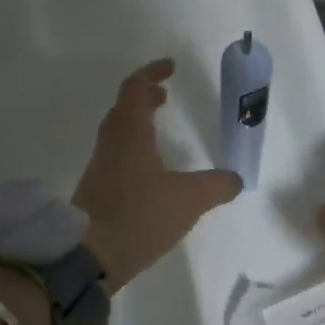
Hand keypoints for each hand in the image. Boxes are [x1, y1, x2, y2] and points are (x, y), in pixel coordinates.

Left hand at [73, 59, 242, 293]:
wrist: (88, 257)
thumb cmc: (140, 216)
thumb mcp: (189, 200)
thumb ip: (216, 186)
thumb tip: (236, 179)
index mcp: (129, 134)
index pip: (134, 88)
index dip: (151, 73)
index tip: (170, 68)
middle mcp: (110, 145)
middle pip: (122, 108)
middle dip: (143, 98)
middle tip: (164, 98)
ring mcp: (99, 168)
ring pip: (117, 133)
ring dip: (136, 124)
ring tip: (158, 133)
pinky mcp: (94, 191)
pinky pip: (115, 157)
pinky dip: (132, 150)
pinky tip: (148, 173)